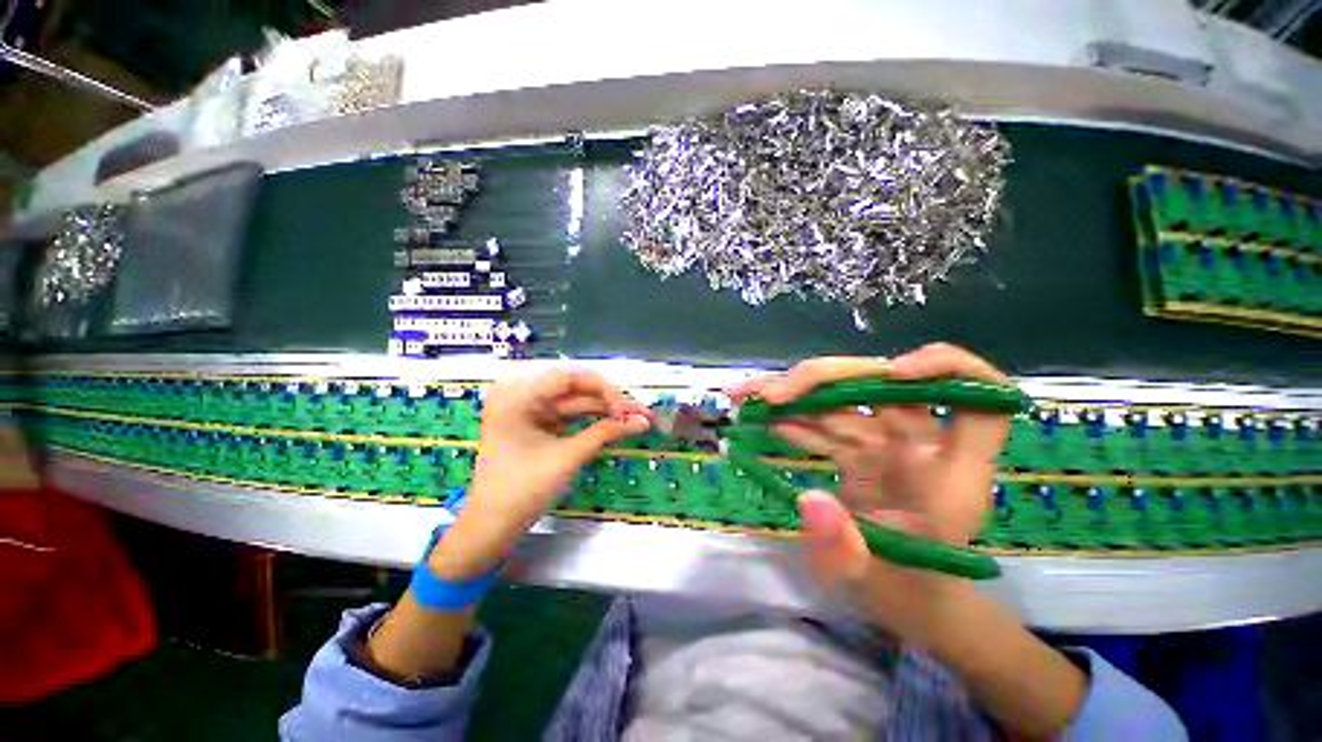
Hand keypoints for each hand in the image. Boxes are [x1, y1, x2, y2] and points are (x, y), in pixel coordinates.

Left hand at [429, 368, 651, 578]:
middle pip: (574, 387)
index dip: (602, 388)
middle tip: (641, 411)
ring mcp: (528, 408)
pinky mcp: (537, 422)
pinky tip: (617, 422)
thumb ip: (606, 433)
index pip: (568, 377)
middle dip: (609, 400)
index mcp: (516, 395)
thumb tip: (643, 421)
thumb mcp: (568, 457)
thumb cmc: (523, 491)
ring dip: (605, 410)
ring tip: (638, 417)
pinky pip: (569, 414)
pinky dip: (592, 420)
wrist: (492, 526)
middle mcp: (520, 393)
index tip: (626, 408)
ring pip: (575, 401)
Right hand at [730, 343, 1013, 640]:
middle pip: (882, 383)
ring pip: (842, 397)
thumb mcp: (873, 585)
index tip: (897, 371)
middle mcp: (918, 445)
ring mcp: (884, 444)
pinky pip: (823, 422)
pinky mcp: (856, 450)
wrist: (907, 600)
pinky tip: (759, 417)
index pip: (980, 402)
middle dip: (824, 379)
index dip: (949, 370)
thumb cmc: (907, 595)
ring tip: (746, 395)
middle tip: (772, 396)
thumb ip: (842, 551)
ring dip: (793, 391)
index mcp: (948, 474)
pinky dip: (790, 416)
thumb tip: (809, 498)